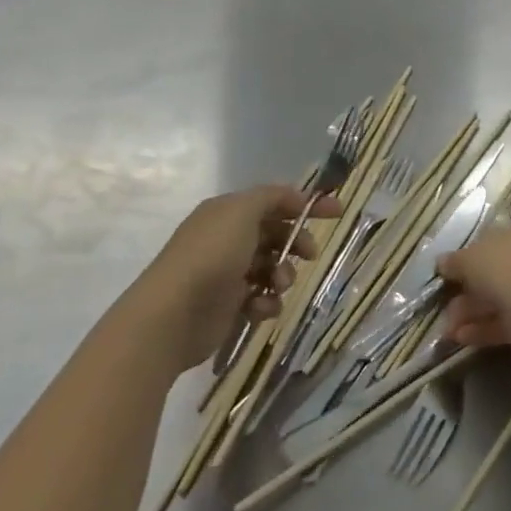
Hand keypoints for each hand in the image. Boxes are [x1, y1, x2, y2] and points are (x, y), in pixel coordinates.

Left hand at [132, 185, 342, 372]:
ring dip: (282, 276)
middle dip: (296, 243)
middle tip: (310, 254)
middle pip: (274, 235)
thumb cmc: (211, 255)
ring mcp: (226, 273)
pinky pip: (260, 299)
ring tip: (278, 286)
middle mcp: (227, 239)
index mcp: (228, 212)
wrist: (173, 314)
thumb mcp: (242, 211)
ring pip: (271, 268)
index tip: (337, 212)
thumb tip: (294, 196)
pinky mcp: (227, 306)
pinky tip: (261, 309)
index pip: (274, 201)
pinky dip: (266, 302)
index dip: (305, 205)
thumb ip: (272, 197)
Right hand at [437, 207, 510, 353]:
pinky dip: (489, 327)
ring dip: (476, 312)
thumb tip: (442, 263)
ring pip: (508, 296)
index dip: (484, 243)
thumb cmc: (507, 264)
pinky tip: (462, 338)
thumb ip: (455, 260)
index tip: (463, 260)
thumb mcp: (470, 257)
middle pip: (506, 266)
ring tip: (449, 329)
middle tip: (449, 302)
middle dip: (472, 289)